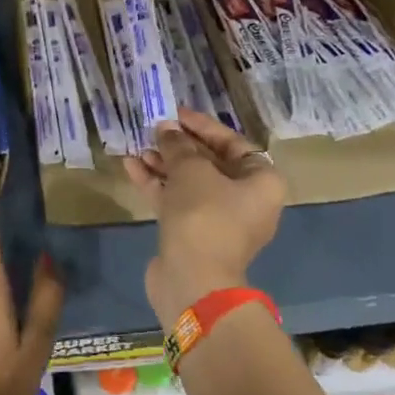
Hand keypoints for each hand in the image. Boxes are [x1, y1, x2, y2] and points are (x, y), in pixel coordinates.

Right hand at [123, 106, 286, 326]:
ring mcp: (218, 220)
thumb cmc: (204, 215)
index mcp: (261, 182)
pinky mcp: (193, 234)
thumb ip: (179, 146)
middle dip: (180, 146)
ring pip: (190, 183)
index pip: (233, 143)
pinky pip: (177, 201)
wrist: (193, 280)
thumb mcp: (191, 170)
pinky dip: (158, 184)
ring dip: (165, 164)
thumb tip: (167, 130)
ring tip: (139, 147)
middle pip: (211, 163)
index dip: (203, 126)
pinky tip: (132, 167)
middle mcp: (246, 200)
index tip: (177, 114)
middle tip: (155, 131)